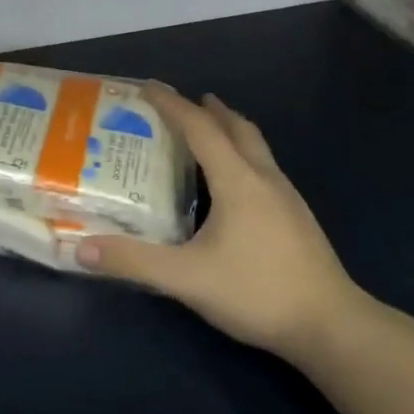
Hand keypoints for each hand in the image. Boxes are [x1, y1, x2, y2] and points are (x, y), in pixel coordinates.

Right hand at [76, 85, 369, 360]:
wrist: (333, 327)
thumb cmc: (258, 293)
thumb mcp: (187, 279)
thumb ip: (134, 262)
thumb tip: (80, 248)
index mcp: (237, 181)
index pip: (200, 128)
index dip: (172, 104)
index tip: (147, 86)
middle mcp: (264, 178)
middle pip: (237, 128)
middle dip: (209, 109)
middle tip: (183, 102)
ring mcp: (287, 198)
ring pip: (256, 147)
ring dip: (230, 130)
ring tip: (208, 132)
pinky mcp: (298, 219)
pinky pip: (264, 168)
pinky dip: (243, 156)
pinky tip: (234, 185)